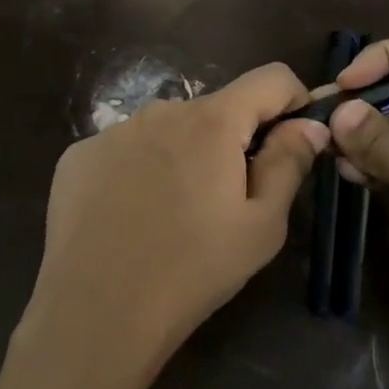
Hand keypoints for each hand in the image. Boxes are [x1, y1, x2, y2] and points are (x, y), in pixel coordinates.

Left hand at [22, 63, 327, 385]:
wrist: (95, 310)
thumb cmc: (192, 271)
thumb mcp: (261, 227)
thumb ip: (288, 164)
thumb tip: (309, 124)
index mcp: (212, 121)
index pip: (270, 77)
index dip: (292, 101)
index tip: (292, 141)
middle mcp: (161, 110)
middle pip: (214, 110)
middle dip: (231, 142)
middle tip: (225, 202)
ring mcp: (114, 130)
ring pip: (167, 130)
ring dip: (182, 155)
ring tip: (172, 215)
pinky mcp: (79, 154)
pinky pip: (124, 149)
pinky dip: (137, 170)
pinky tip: (128, 216)